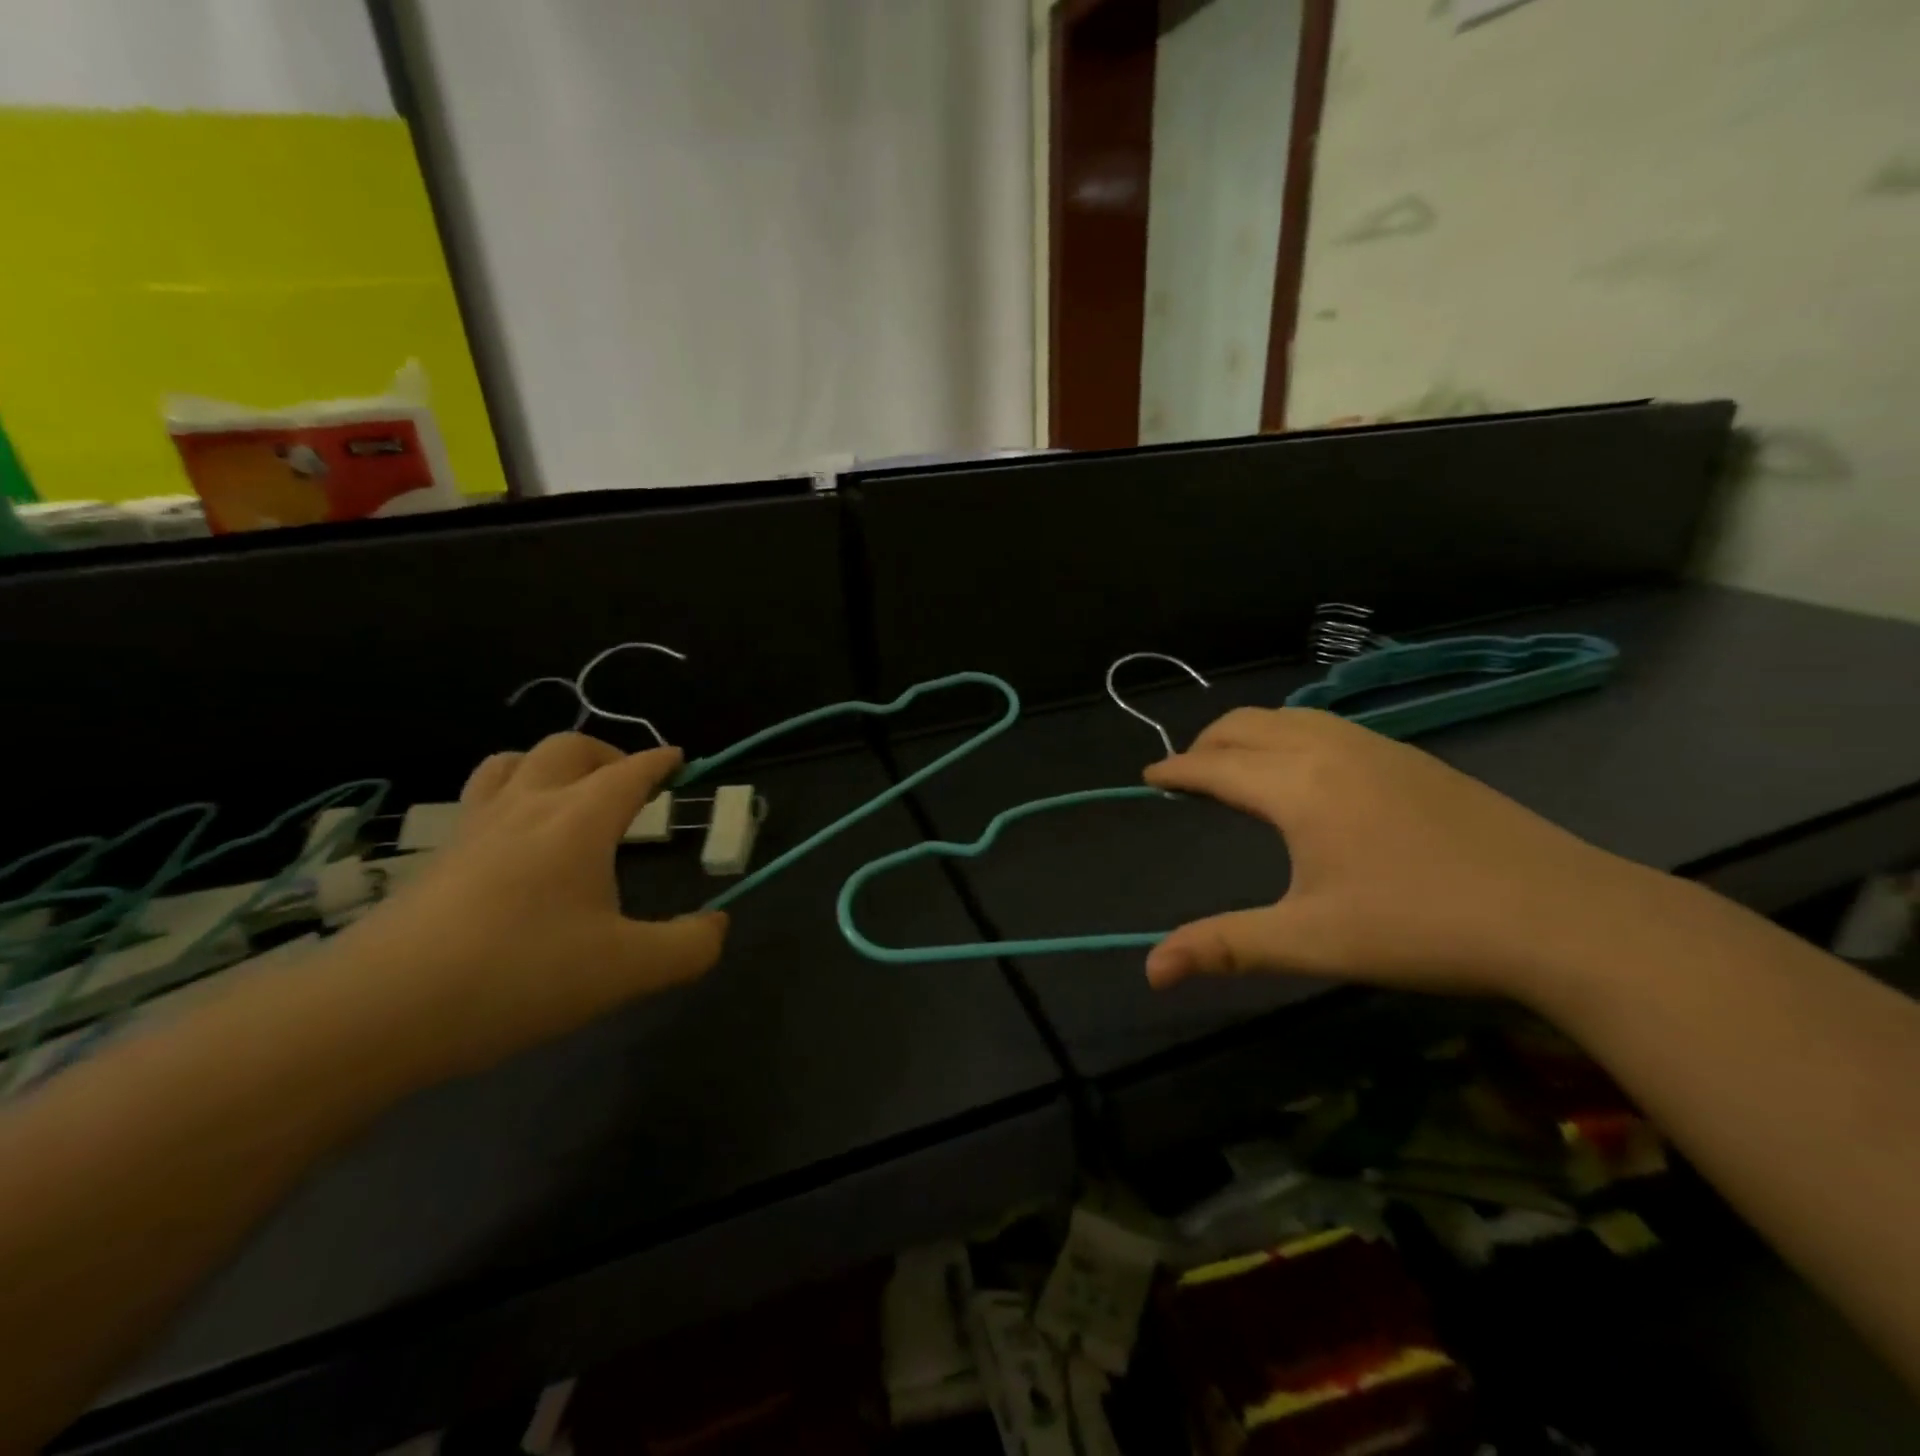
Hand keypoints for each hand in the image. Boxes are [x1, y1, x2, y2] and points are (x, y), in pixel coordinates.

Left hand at [333, 734, 726, 1078]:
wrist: (379, 1012)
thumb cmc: (519, 976)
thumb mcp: (627, 971)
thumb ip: (688, 946)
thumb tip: (716, 925)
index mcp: (579, 820)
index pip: (630, 771)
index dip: (660, 761)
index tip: (679, 759)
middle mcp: (526, 808)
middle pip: (568, 748)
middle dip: (608, 753)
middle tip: (630, 783)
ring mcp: (473, 830)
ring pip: (511, 763)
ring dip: (550, 765)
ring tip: (570, 797)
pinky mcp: (436, 861)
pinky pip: (480, 802)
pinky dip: (510, 799)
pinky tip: (516, 845)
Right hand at [1142, 708, 1669, 1004]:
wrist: (1561, 913)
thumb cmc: (1420, 926)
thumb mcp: (1311, 941)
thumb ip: (1225, 947)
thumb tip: (1151, 970)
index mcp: (1297, 786)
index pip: (1214, 766)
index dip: (1175, 770)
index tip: (1149, 775)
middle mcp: (1329, 750)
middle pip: (1246, 725)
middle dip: (1205, 743)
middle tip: (1188, 773)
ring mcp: (1376, 747)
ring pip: (1290, 717)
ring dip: (1248, 733)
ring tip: (1237, 765)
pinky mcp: (1411, 757)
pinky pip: (1327, 725)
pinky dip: (1290, 733)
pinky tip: (1307, 768)